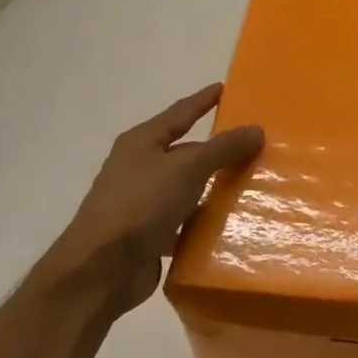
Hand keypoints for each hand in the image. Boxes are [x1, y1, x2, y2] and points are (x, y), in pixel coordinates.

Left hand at [41, 83, 263, 316]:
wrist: (101, 269)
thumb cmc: (140, 205)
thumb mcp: (186, 168)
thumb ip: (222, 148)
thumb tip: (256, 129)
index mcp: (142, 143)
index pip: (180, 113)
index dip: (203, 100)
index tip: (226, 88)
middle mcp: (140, 167)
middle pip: (186, 151)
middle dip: (217, 148)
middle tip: (253, 142)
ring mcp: (143, 202)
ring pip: (188, 187)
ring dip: (214, 186)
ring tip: (252, 182)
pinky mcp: (150, 234)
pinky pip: (186, 219)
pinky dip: (206, 219)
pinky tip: (232, 223)